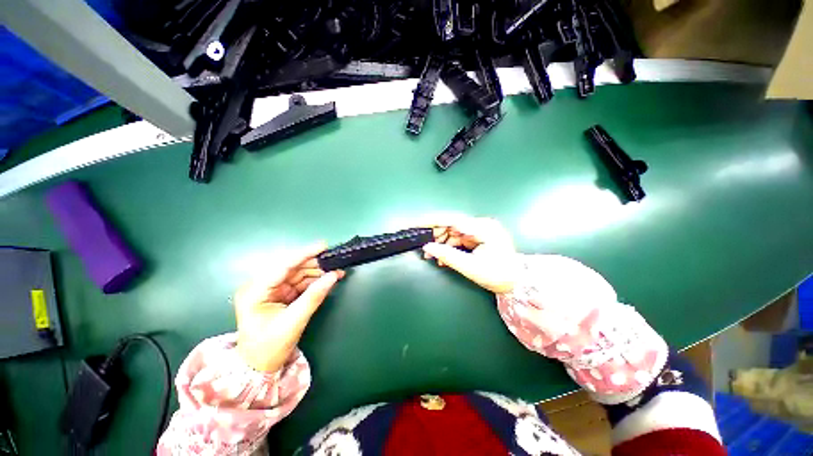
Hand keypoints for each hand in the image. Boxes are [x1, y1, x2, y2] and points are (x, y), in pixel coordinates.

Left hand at [233, 243, 344, 372]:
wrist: (258, 367)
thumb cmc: (270, 347)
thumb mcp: (294, 321)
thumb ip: (314, 296)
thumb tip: (334, 275)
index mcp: (255, 291)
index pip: (283, 266)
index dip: (305, 254)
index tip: (324, 245)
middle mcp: (261, 285)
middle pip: (292, 267)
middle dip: (315, 264)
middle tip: (335, 261)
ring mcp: (271, 289)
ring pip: (298, 273)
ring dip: (317, 272)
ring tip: (336, 271)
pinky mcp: (280, 294)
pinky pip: (300, 282)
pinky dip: (314, 281)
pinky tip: (327, 279)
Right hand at [421, 216, 516, 292]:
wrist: (515, 281)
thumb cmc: (497, 274)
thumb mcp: (470, 267)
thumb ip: (447, 255)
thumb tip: (427, 248)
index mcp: (482, 228)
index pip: (452, 220)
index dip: (432, 221)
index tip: (417, 224)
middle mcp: (480, 225)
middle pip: (450, 224)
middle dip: (435, 235)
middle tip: (423, 246)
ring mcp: (478, 231)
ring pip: (452, 232)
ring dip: (440, 242)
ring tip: (430, 255)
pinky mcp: (476, 237)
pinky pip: (457, 238)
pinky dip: (447, 247)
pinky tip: (441, 257)